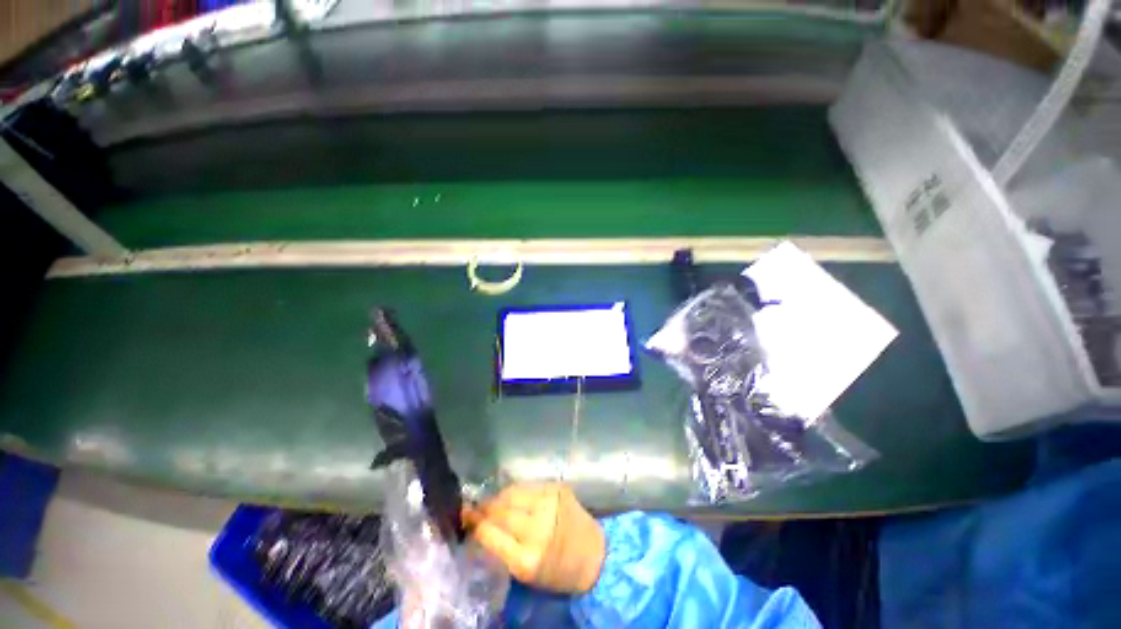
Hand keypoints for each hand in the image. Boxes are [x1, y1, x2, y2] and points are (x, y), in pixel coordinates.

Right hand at [463, 483, 604, 593]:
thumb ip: (501, 549)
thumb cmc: (556, 571)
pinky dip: (517, 491)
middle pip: (501, 510)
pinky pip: (528, 486)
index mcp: (527, 558)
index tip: (464, 516)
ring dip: (499, 497)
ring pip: (513, 493)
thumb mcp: (525, 572)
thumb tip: (479, 525)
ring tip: (492, 501)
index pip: (490, 533)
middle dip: (484, 507)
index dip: (475, 522)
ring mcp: (550, 503)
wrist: (594, 555)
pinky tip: (513, 497)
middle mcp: (538, 527)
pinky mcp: (558, 488)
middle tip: (474, 507)